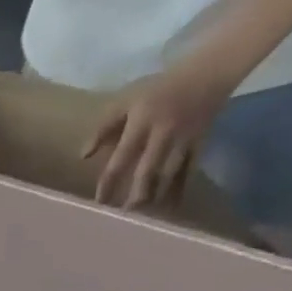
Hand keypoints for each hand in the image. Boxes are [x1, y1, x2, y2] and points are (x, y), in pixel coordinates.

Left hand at [85, 57, 238, 209]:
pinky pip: (190, 170)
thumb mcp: (126, 101)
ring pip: (169, 173)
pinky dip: (181, 189)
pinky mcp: (200, 142)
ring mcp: (184, 139)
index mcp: (141, 124)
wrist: (209, 71)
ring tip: (144, 218)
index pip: (121, 158)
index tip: (99, 202)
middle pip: (148, 170)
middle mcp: (163, 134)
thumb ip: (103, 128)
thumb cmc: (158, 90)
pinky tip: (172, 208)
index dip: (109, 182)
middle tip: (122, 217)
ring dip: (156, 196)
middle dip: (135, 195)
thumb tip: (83, 156)